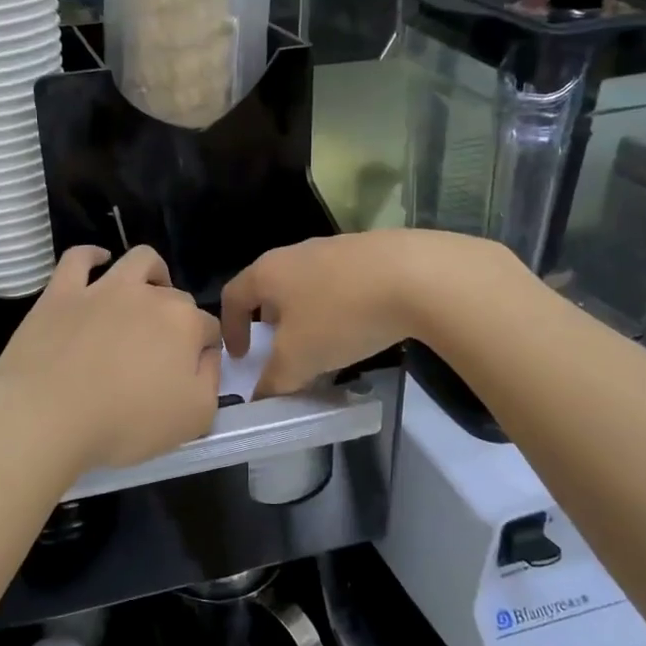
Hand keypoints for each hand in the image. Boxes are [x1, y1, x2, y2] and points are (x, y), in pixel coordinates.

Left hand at [0, 245, 220, 476]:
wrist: (47, 415)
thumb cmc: (125, 422)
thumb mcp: (194, 418)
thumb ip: (211, 380)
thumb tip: (206, 356)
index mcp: (184, 324)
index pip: (208, 328)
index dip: (204, 350)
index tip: (190, 374)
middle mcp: (149, 295)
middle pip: (176, 297)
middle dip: (177, 318)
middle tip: (161, 353)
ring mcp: (103, 288)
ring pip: (138, 261)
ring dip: (151, 272)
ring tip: (147, 293)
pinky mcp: (62, 291)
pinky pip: (79, 258)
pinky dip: (92, 255)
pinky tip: (98, 262)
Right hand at [222, 230, 495, 397]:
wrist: (416, 275)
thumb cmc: (340, 315)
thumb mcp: (299, 359)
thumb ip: (274, 381)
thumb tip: (260, 397)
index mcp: (268, 272)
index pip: (233, 296)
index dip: (229, 328)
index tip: (241, 356)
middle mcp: (295, 253)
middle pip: (270, 287)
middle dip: (270, 320)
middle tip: (281, 350)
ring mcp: (334, 248)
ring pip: (307, 284)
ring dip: (306, 314)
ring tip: (323, 343)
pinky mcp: (370, 251)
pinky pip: (341, 282)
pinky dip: (339, 305)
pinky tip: (360, 327)